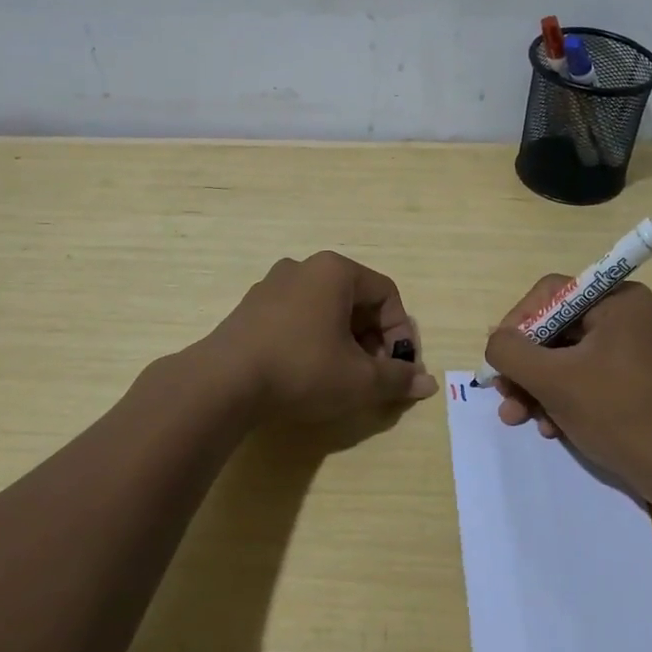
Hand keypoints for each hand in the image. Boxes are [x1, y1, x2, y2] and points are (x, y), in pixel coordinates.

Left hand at [206, 252, 437, 426]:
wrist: (223, 382)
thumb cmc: (302, 369)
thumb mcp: (359, 379)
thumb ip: (397, 378)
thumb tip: (427, 383)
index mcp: (335, 270)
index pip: (386, 294)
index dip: (401, 333)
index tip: (399, 369)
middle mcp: (304, 267)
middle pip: (356, 300)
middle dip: (373, 340)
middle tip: (374, 376)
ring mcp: (272, 285)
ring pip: (325, 310)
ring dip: (345, 342)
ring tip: (343, 378)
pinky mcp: (250, 308)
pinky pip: (297, 318)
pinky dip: (314, 340)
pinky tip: (308, 373)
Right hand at [483, 275, 651, 499]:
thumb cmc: (618, 414)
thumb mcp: (553, 380)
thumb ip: (511, 352)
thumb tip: (496, 340)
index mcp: (619, 300)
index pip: (551, 294)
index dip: (517, 323)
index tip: (499, 358)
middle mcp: (630, 315)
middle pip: (557, 328)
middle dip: (526, 366)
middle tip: (503, 394)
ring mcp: (636, 348)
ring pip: (568, 356)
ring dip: (538, 387)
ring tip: (518, 418)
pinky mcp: (637, 379)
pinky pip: (587, 375)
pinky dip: (563, 397)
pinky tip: (549, 427)